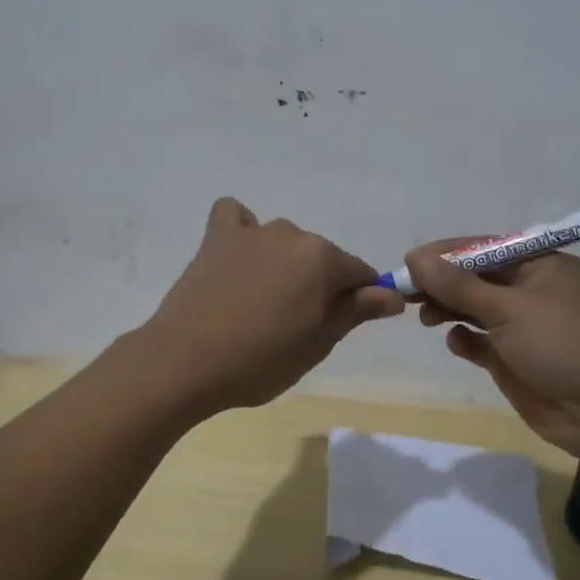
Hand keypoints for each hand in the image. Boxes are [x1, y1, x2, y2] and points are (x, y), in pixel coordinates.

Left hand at [142, 198, 403, 417]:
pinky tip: (237, 257)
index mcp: (323, 259)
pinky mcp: (216, 237)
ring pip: (284, 242)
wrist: (186, 362)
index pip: (359, 273)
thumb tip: (393, 294)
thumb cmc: (261, 361)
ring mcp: (251, 232)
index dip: (358, 300)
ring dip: (283, 264)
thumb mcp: (318, 343)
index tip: (338, 325)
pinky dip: (242, 231)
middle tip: (293, 326)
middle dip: (318, 284)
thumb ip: (357, 311)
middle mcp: (292, 234)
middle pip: (321, 257)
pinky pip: (235, 217)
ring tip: (260, 302)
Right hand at [406, 242, 579, 459]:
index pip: (483, 248)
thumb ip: (459, 285)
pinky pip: (479, 341)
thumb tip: (416, 257)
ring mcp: (522, 326)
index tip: (409, 262)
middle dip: (441, 282)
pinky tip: (457, 343)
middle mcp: (529, 290)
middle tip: (405, 291)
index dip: (445, 253)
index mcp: (539, 264)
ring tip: (424, 317)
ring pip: (473, 308)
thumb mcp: (508, 308)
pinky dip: (465, 339)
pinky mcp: (514, 359)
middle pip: (474, 277)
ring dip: (448, 308)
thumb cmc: (562, 344)